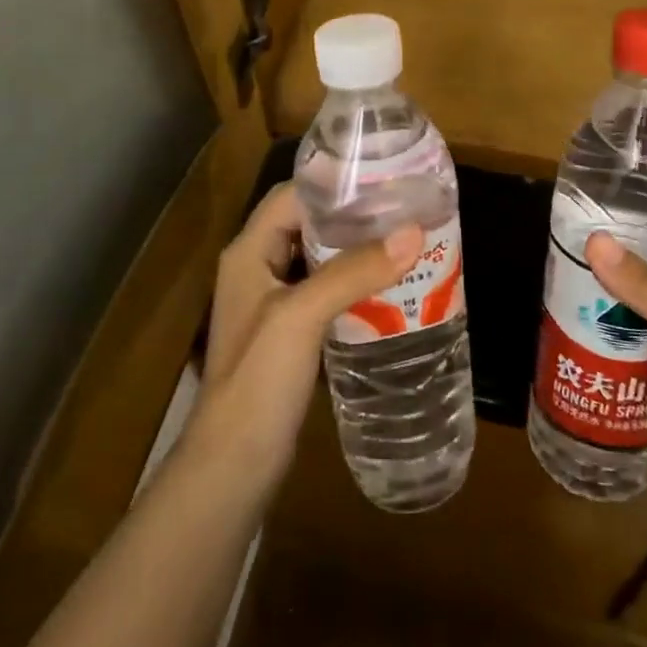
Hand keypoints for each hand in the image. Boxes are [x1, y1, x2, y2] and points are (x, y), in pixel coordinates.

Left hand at [193, 182, 420, 485]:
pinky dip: (354, 286)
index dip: (333, 184)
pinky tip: (389, 291)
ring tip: (405, 244)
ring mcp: (273, 304)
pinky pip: (325, 294)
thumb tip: (413, 232)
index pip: (292, 196)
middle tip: (404, 211)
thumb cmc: (258, 381)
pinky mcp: (289, 335)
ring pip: (319, 260)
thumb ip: (353, 272)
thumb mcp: (302, 317)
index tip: (383, 179)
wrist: (234, 466)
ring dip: (356, 252)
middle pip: (308, 225)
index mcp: (249, 251)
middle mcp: (258, 268)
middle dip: (353, 217)